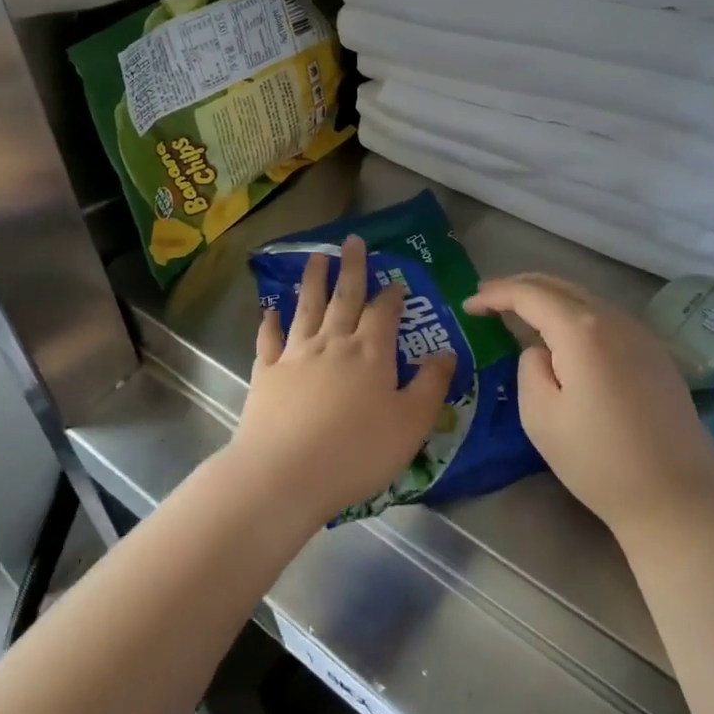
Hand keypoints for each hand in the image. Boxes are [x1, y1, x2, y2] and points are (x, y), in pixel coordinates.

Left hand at [226, 234, 454, 527]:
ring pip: (307, 308)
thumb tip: (446, 352)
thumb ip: (431, 385)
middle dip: (351, 268)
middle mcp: (333, 343)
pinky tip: (269, 310)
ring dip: (313, 282)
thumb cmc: (356, 451)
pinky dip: (270, 322)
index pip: (384, 313)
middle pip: (344, 298)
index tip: (396, 281)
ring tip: (316, 258)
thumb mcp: (410, 423)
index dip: (391, 295)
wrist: (285, 473)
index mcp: (370, 353)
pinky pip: (270, 339)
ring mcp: (296, 355)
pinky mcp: (267, 373)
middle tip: (352, 240)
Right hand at [463, 273, 713, 537]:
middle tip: (489, 299)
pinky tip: (565, 336)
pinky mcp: (657, 355)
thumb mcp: (541, 417)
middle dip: (521, 287)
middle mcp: (615, 320)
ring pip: (586, 299)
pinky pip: (606, 318)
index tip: (469, 304)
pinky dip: (576, 316)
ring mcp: (642, 335)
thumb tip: (542, 351)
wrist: (677, 499)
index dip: (496, 294)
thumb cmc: (598, 461)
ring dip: (550, 299)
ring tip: (521, 313)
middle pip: (560, 286)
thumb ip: (530, 368)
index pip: (530, 294)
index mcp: (582, 331)